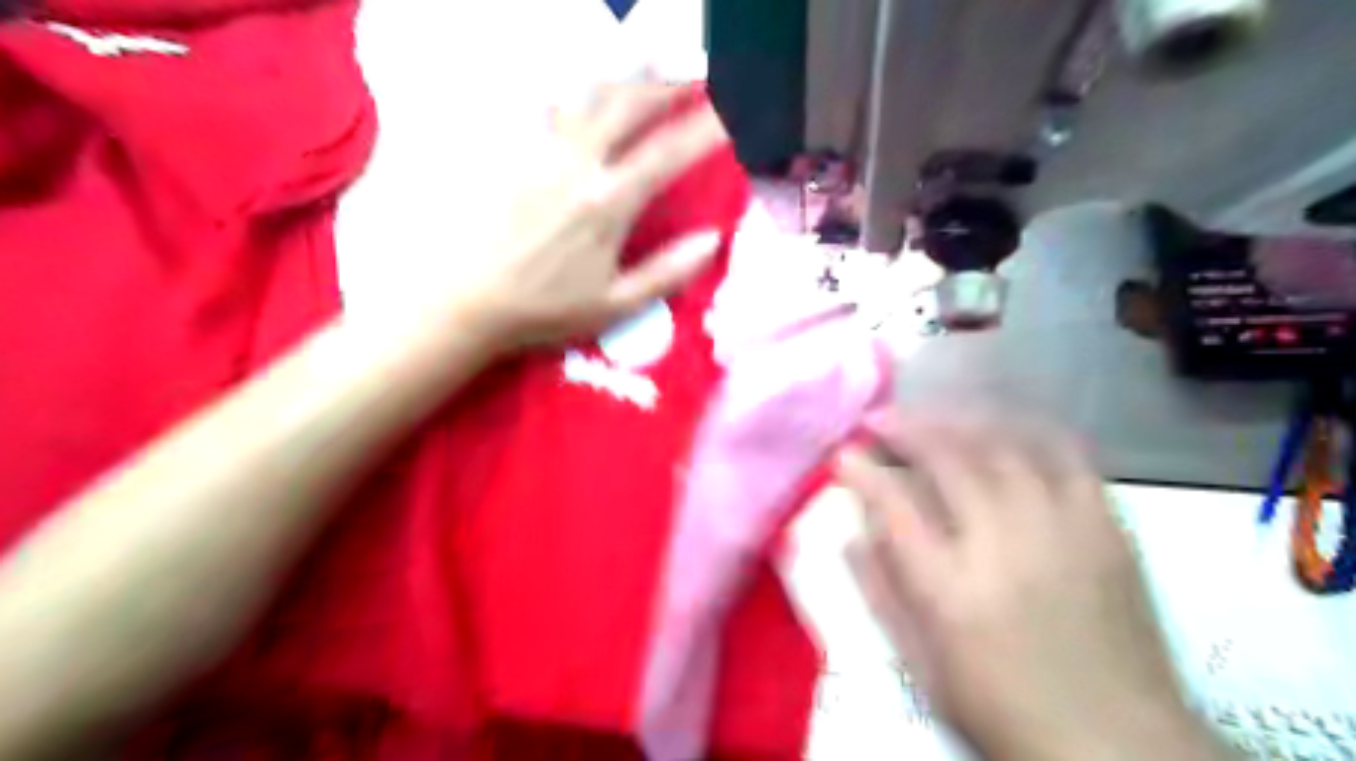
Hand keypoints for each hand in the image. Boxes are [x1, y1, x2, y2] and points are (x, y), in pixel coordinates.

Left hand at [454, 79, 730, 347]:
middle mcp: (577, 165)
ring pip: (589, 97)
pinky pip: (547, 107)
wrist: (462, 300)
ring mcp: (539, 152)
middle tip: (695, 76)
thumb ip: (667, 272)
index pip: (669, 154)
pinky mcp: (509, 151)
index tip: (733, 111)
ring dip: (626, 78)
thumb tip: (713, 239)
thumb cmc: (543, 310)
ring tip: (651, 67)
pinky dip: (576, 92)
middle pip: (629, 106)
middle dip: (668, 84)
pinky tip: (586, 91)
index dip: (707, 128)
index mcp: (609, 204)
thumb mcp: (615, 305)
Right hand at [832, 416, 1224, 760]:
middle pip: (949, 461)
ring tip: (931, 415)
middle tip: (878, 417)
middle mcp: (1005, 547)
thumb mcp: (923, 668)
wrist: (1117, 746)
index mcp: (951, 591)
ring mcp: (1062, 531)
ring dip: (958, 421)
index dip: (863, 471)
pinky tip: (1004, 426)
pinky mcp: (1106, 529)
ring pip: (1004, 447)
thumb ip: (881, 595)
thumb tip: (850, 535)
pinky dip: (1029, 432)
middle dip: (905, 429)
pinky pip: (1068, 457)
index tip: (843, 453)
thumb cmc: (1003, 710)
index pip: (895, 506)